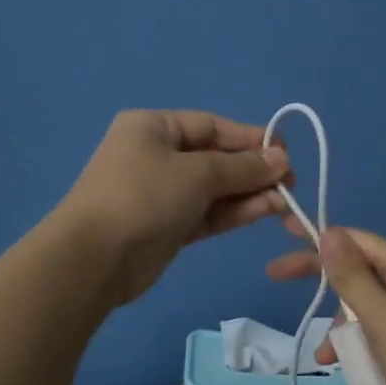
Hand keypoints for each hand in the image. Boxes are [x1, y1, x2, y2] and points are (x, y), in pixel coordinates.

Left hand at [57, 110, 288, 304]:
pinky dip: (234, 212)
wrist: (95, 258)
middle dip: (253, 170)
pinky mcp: (168, 227)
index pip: (211, 126)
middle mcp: (157, 156)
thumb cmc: (144, 196)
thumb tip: (282, 159)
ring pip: (214, 189)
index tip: (285, 153)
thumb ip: (242, 167)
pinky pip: (208, 213)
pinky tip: (266, 211)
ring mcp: (162, 194)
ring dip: (249, 193)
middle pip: (215, 158)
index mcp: (154, 128)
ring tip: (285, 201)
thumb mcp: (197, 173)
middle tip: (290, 182)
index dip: (250, 138)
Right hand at [266, 224, 385, 384]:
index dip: (319, 237)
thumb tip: (328, 232)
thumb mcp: (382, 319)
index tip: (282, 233)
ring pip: (364, 302)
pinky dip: (357, 340)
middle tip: (275, 276)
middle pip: (358, 269)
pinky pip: (376, 326)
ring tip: (325, 356)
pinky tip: (343, 362)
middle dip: (321, 279)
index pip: (357, 240)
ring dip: (340, 324)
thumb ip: (351, 277)